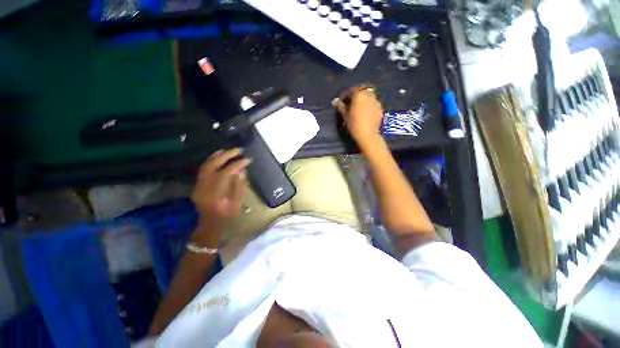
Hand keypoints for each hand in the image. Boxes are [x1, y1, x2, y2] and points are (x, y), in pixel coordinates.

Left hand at [191, 149, 250, 239]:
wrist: (209, 224)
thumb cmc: (226, 216)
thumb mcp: (236, 204)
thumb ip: (239, 186)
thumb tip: (241, 170)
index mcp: (215, 194)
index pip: (225, 173)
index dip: (237, 165)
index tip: (247, 160)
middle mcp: (204, 187)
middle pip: (213, 166)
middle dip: (226, 155)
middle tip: (238, 150)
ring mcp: (199, 185)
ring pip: (206, 165)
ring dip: (218, 156)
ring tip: (229, 150)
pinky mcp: (198, 184)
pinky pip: (204, 168)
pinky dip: (212, 161)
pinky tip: (219, 157)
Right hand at [335, 86, 383, 144]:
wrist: (368, 134)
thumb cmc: (354, 124)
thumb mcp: (345, 116)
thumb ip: (340, 106)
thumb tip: (335, 101)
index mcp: (359, 95)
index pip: (351, 91)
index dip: (346, 96)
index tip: (343, 102)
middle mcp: (368, 95)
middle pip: (361, 91)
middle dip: (356, 95)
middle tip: (352, 103)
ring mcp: (376, 101)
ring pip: (369, 96)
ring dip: (364, 99)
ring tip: (359, 108)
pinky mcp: (380, 108)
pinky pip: (373, 103)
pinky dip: (369, 105)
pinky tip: (366, 113)